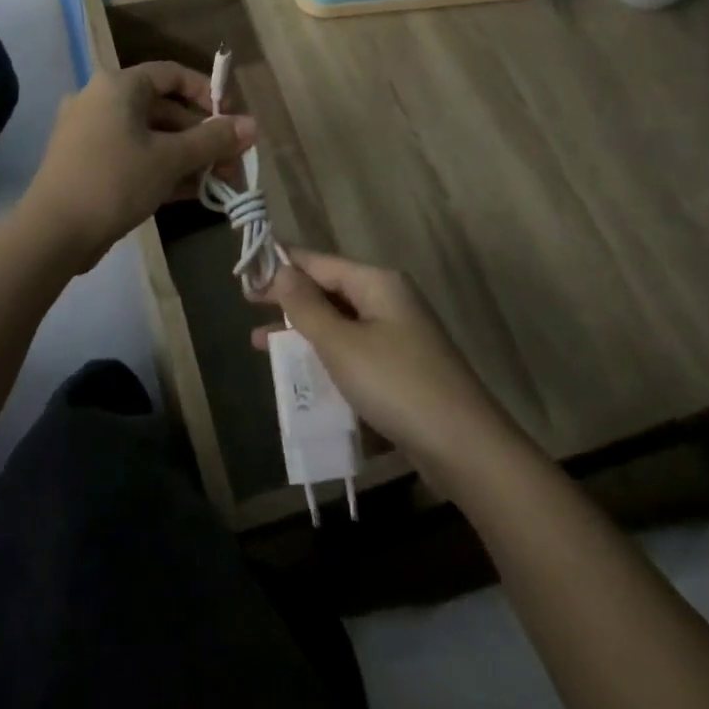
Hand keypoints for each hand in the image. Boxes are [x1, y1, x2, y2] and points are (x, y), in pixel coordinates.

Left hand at [24, 61, 255, 270]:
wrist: (53, 233)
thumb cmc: (115, 180)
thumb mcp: (170, 159)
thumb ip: (213, 140)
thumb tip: (252, 126)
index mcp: (117, 86)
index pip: (171, 74)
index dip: (206, 93)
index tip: (231, 119)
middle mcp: (101, 100)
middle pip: (164, 109)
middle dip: (202, 136)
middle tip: (233, 161)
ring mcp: (91, 133)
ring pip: (150, 137)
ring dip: (187, 156)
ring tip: (220, 181)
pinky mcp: (87, 163)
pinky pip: (134, 156)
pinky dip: (163, 169)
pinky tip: (194, 192)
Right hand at [251, 249, 519, 489]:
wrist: (463, 446)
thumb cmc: (395, 384)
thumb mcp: (341, 343)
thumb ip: (306, 306)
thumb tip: (280, 269)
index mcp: (377, 283)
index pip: (320, 262)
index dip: (282, 265)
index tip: (246, 272)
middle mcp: (389, 300)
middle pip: (329, 290)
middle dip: (289, 299)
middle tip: (247, 305)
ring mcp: (397, 335)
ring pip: (339, 322)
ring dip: (302, 331)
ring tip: (260, 343)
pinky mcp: (400, 367)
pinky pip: (353, 350)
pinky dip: (325, 356)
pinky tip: (301, 373)